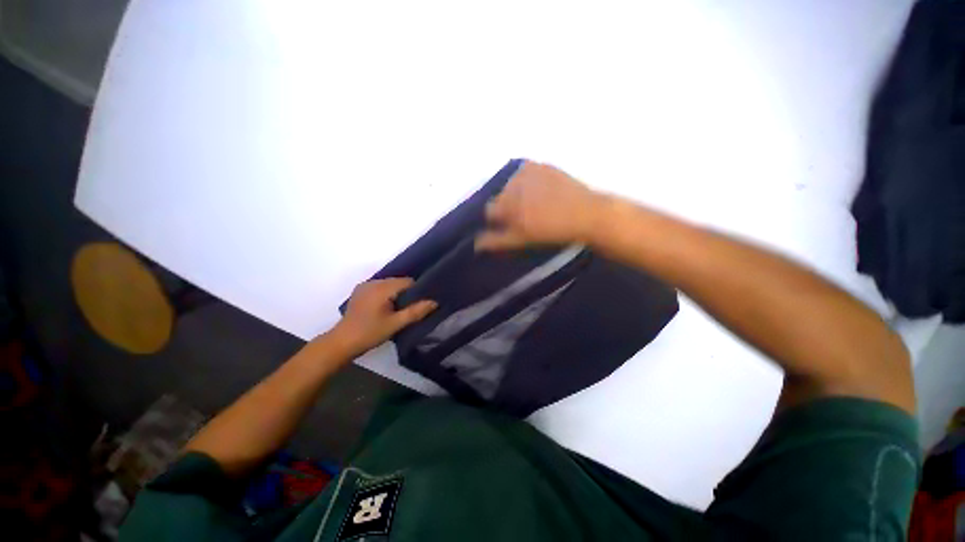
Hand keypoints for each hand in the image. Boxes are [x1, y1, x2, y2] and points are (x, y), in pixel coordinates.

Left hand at [330, 278, 436, 355]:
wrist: (341, 342)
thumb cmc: (370, 333)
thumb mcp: (395, 324)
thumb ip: (416, 311)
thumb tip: (434, 302)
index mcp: (382, 288)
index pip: (407, 282)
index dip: (417, 291)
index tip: (421, 303)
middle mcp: (373, 282)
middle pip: (398, 281)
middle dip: (407, 292)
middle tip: (412, 308)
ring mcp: (365, 286)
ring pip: (389, 284)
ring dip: (396, 293)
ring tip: (400, 308)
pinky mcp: (360, 291)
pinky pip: (380, 287)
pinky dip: (386, 294)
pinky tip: (386, 307)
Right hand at [475, 160, 605, 250]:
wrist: (586, 214)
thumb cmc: (553, 232)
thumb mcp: (522, 240)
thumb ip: (497, 240)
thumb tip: (476, 244)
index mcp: (509, 205)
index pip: (490, 210)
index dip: (498, 219)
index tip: (508, 224)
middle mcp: (514, 185)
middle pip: (500, 196)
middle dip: (507, 205)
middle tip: (524, 214)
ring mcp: (528, 172)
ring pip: (511, 184)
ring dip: (517, 192)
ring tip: (535, 202)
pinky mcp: (540, 165)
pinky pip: (525, 172)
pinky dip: (528, 180)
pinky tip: (541, 189)